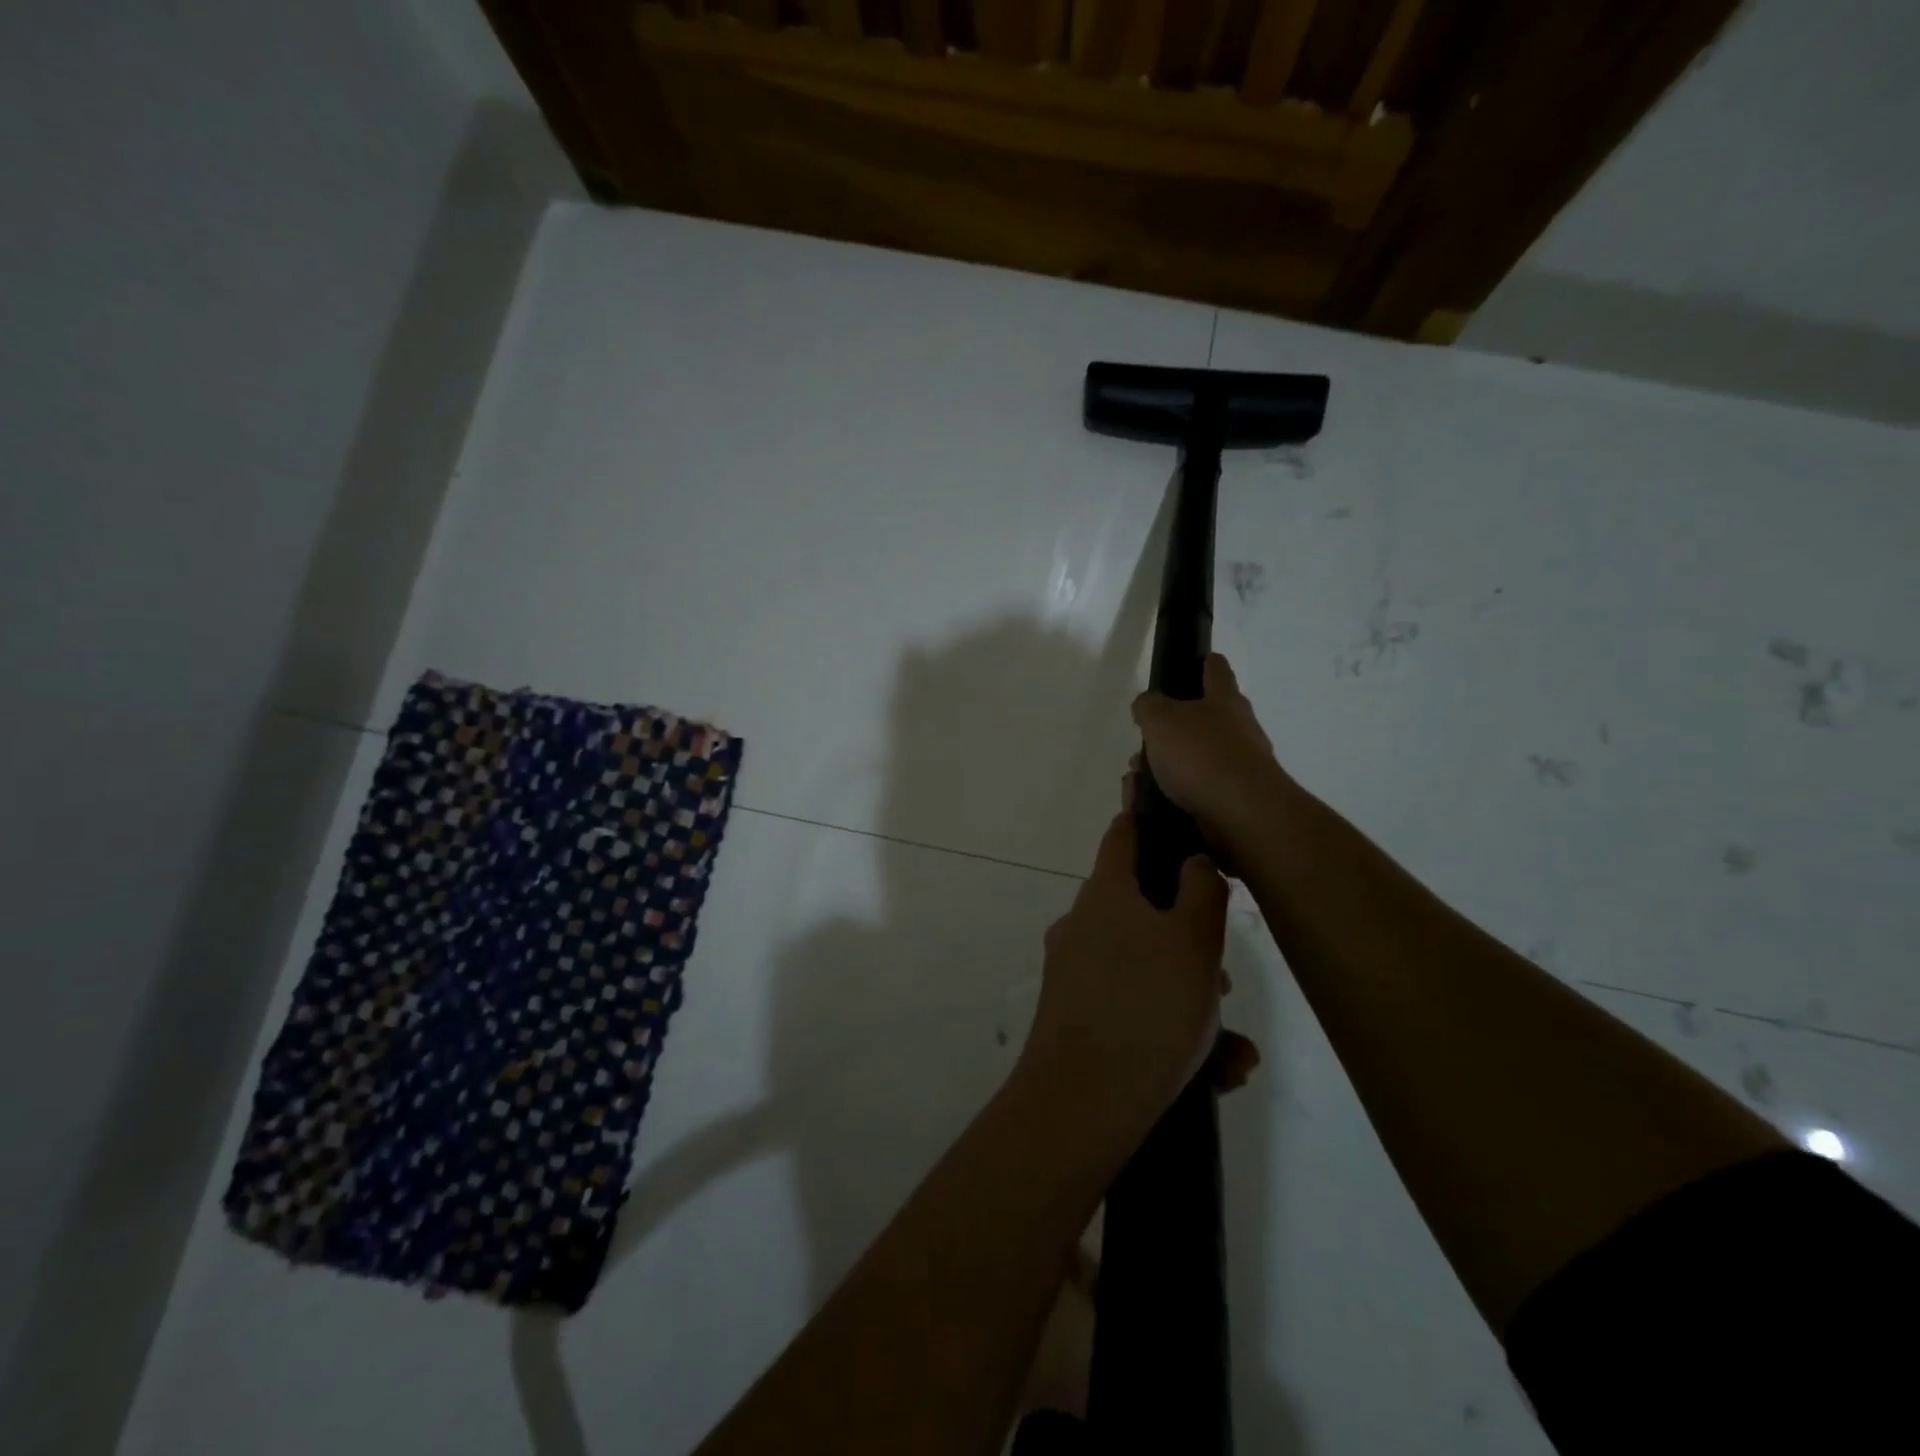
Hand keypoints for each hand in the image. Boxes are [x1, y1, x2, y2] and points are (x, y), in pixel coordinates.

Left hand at [1021, 809, 1254, 1139]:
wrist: (1081, 1104)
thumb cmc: (1146, 1007)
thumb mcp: (1193, 941)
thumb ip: (1201, 890)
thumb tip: (1193, 860)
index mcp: (1105, 894)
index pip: (1124, 835)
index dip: (1148, 821)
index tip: (1175, 820)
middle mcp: (1082, 925)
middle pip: (1143, 910)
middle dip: (1189, 939)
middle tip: (1223, 980)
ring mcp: (1074, 973)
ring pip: (1145, 967)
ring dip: (1189, 993)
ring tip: (1229, 1044)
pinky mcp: (1075, 1017)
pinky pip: (1133, 1008)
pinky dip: (1171, 1028)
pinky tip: (1217, 1071)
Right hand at [1131, 654, 1289, 861]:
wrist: (1243, 816)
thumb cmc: (1201, 756)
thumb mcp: (1160, 720)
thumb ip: (1148, 706)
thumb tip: (1147, 704)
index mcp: (1225, 700)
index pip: (1216, 668)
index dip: (1203, 662)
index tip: (1192, 663)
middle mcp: (1240, 728)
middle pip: (1206, 717)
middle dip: (1173, 727)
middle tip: (1146, 739)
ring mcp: (1242, 765)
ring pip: (1198, 756)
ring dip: (1170, 764)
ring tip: (1140, 777)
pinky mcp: (1237, 799)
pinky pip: (1200, 788)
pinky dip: (1178, 792)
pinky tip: (1156, 801)